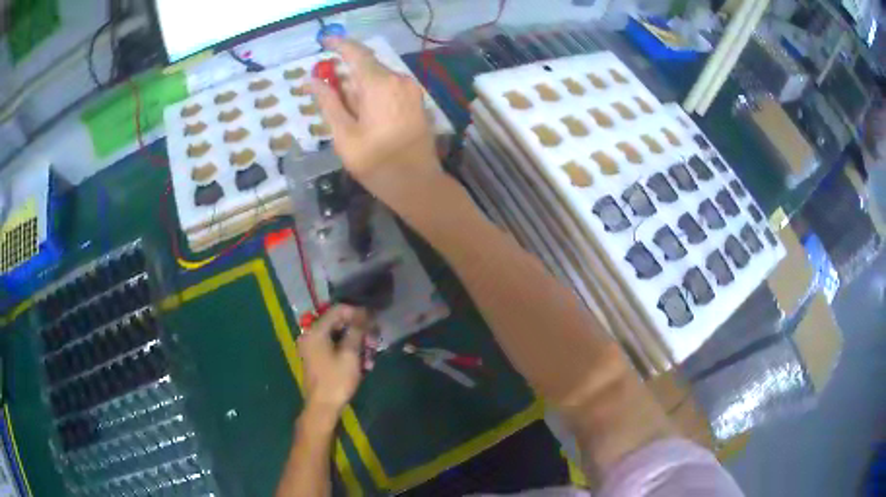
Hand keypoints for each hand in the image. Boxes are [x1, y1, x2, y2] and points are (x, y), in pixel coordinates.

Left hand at [297, 305, 373, 414]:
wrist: (322, 407)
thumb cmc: (336, 380)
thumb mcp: (350, 354)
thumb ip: (357, 331)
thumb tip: (364, 313)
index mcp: (316, 331)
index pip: (338, 310)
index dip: (357, 313)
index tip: (373, 322)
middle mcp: (311, 335)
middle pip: (338, 323)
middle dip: (359, 331)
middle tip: (374, 342)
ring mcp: (313, 347)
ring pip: (339, 337)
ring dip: (357, 344)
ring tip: (371, 357)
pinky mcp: (317, 358)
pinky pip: (335, 347)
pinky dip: (349, 352)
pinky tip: (363, 364)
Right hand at [309, 38, 440, 199]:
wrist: (418, 184)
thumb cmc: (376, 163)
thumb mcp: (344, 134)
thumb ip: (328, 102)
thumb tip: (312, 80)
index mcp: (379, 84)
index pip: (356, 52)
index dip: (338, 44)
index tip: (323, 42)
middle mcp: (398, 79)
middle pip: (367, 64)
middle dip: (345, 71)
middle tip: (325, 86)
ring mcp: (410, 89)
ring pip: (378, 75)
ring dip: (358, 83)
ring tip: (342, 105)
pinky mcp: (416, 100)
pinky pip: (389, 85)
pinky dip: (371, 90)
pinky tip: (361, 109)